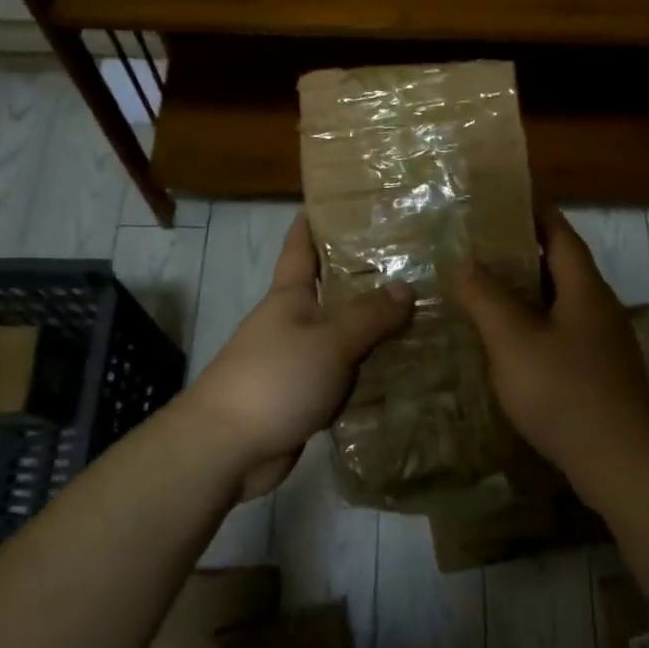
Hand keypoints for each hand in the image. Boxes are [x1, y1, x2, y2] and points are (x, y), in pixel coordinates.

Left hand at [179, 210, 413, 500]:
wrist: (227, 447)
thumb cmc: (275, 378)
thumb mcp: (329, 341)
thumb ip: (369, 315)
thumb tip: (406, 287)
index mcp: (290, 296)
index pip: (301, 247)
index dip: (314, 221)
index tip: (337, 199)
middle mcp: (292, 321)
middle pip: (330, 290)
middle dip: (363, 274)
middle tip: (411, 260)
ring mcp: (296, 359)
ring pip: (341, 334)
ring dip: (372, 327)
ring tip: (420, 313)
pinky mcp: (303, 394)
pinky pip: (342, 374)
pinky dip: (367, 369)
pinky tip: (401, 368)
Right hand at [449, 209, 648, 502]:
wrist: (622, 464)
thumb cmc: (566, 393)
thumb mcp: (514, 341)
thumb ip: (486, 298)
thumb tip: (462, 259)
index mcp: (584, 289)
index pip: (560, 233)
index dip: (534, 210)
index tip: (505, 194)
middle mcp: (599, 308)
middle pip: (561, 265)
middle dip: (523, 250)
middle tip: (479, 242)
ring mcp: (602, 344)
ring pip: (560, 302)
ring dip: (526, 290)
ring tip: (484, 287)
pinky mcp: (599, 374)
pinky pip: (561, 333)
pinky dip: (533, 324)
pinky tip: (507, 342)